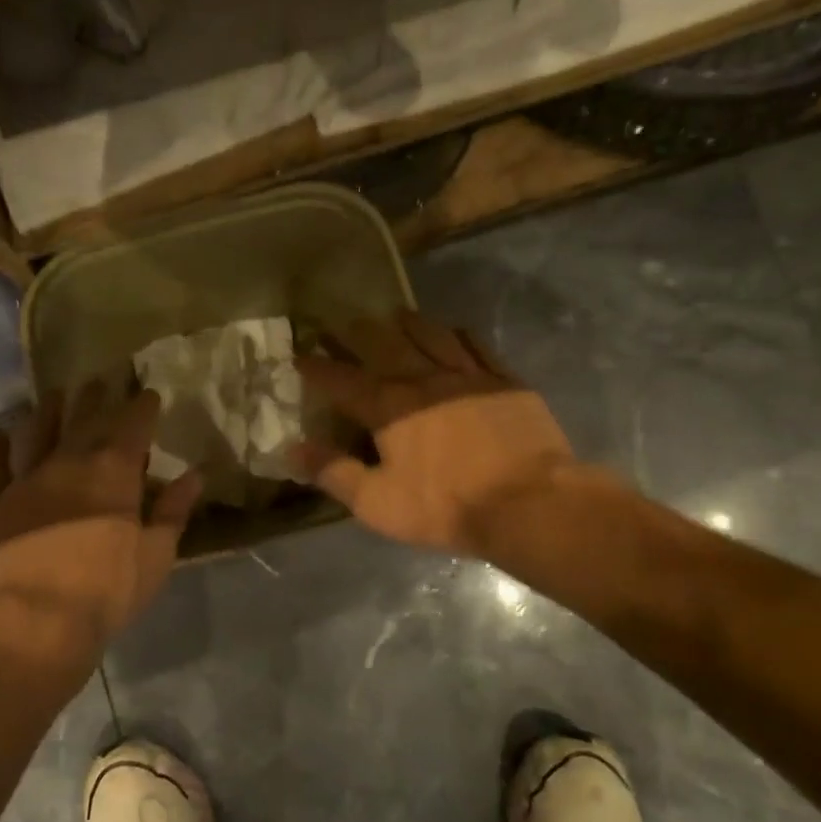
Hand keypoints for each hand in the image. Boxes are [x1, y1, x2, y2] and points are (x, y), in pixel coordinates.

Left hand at [0, 382, 202, 662]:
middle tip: (100, 380)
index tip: (148, 393)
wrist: (34, 619)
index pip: (133, 425)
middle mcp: (69, 462)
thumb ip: (173, 510)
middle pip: (85, 419)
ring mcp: (26, 479)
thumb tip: (194, 475)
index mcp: (114, 471)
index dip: (142, 406)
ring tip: (54, 395)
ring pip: (37, 432)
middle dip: (95, 398)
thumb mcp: (157, 554)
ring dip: (47, 410)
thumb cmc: (107, 589)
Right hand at [293, 311, 582, 560]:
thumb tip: (292, 450)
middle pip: (383, 344)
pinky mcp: (503, 380)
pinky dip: (458, 334)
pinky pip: (476, 345)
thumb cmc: (445, 505)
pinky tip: (453, 331)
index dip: (317, 367)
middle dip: (358, 333)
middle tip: (344, 325)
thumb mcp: (378, 502)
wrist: (529, 502)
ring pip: (430, 334)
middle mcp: (422, 379)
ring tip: (395, 315)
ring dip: (408, 323)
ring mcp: (466, 375)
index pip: (341, 379)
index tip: (299, 355)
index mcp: (388, 407)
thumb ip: (333, 473)